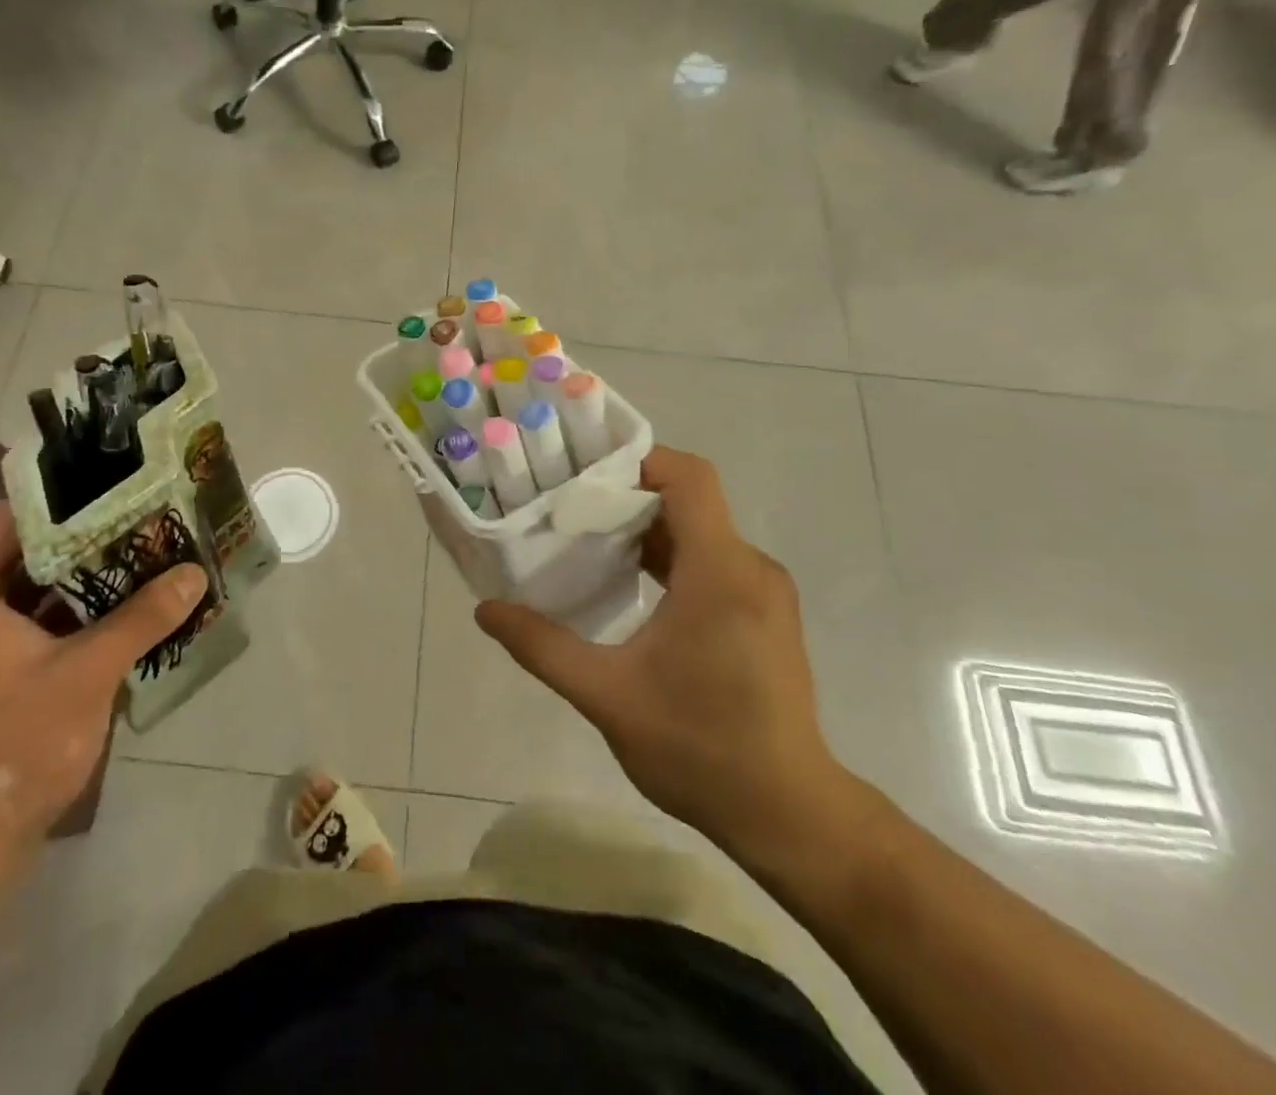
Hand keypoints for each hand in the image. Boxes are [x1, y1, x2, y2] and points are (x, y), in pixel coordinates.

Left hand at [0, 503, 205, 890]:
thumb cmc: (13, 750)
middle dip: (83, 539)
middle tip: (142, 520)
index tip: (119, 485)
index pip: (12, 519)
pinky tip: (114, 611)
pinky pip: (20, 627)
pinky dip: (62, 617)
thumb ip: (142, 618)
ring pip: (23, 594)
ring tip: (137, 556)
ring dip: (77, 580)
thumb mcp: (88, 675)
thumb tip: (194, 575)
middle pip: (20, 555)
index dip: (67, 497)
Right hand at [476, 446, 850, 859]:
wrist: (790, 816)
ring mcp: (762, 591)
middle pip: (687, 500)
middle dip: (624, 494)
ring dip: (643, 527)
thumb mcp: (606, 697)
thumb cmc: (700, 750)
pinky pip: (710, 560)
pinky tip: (625, 581)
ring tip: (583, 538)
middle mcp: (750, 568)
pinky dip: (666, 555)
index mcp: (721, 573)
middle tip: (564, 505)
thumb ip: (542, 646)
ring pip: (698, 530)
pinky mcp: (762, 613)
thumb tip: (486, 610)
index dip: (637, 459)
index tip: (580, 471)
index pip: (689, 478)